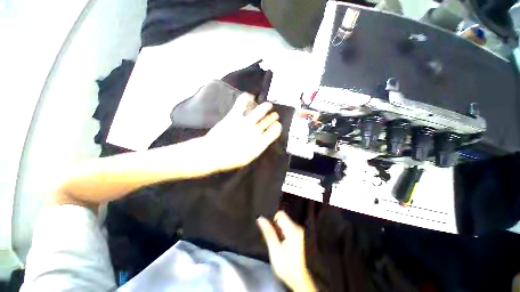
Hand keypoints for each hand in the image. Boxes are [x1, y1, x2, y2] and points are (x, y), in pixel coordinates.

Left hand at [204, 93, 281, 171]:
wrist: (213, 154)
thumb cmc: (231, 160)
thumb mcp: (249, 158)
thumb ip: (258, 147)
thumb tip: (263, 140)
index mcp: (260, 143)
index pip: (274, 132)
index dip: (277, 127)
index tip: (278, 125)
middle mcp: (255, 131)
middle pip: (268, 121)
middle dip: (273, 117)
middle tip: (275, 115)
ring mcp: (245, 123)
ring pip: (260, 111)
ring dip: (266, 107)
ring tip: (268, 104)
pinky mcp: (234, 116)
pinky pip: (242, 104)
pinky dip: (246, 98)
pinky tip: (249, 96)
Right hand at [257, 211, 316, 291]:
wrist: (300, 280)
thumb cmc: (287, 266)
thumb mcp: (275, 250)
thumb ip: (268, 233)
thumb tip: (260, 218)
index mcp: (293, 230)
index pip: (280, 214)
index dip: (273, 221)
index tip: (271, 231)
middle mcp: (298, 228)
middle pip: (283, 219)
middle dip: (276, 227)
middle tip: (274, 240)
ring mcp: (300, 232)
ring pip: (286, 223)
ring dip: (280, 230)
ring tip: (279, 243)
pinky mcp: (301, 236)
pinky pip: (289, 228)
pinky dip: (284, 233)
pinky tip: (284, 245)